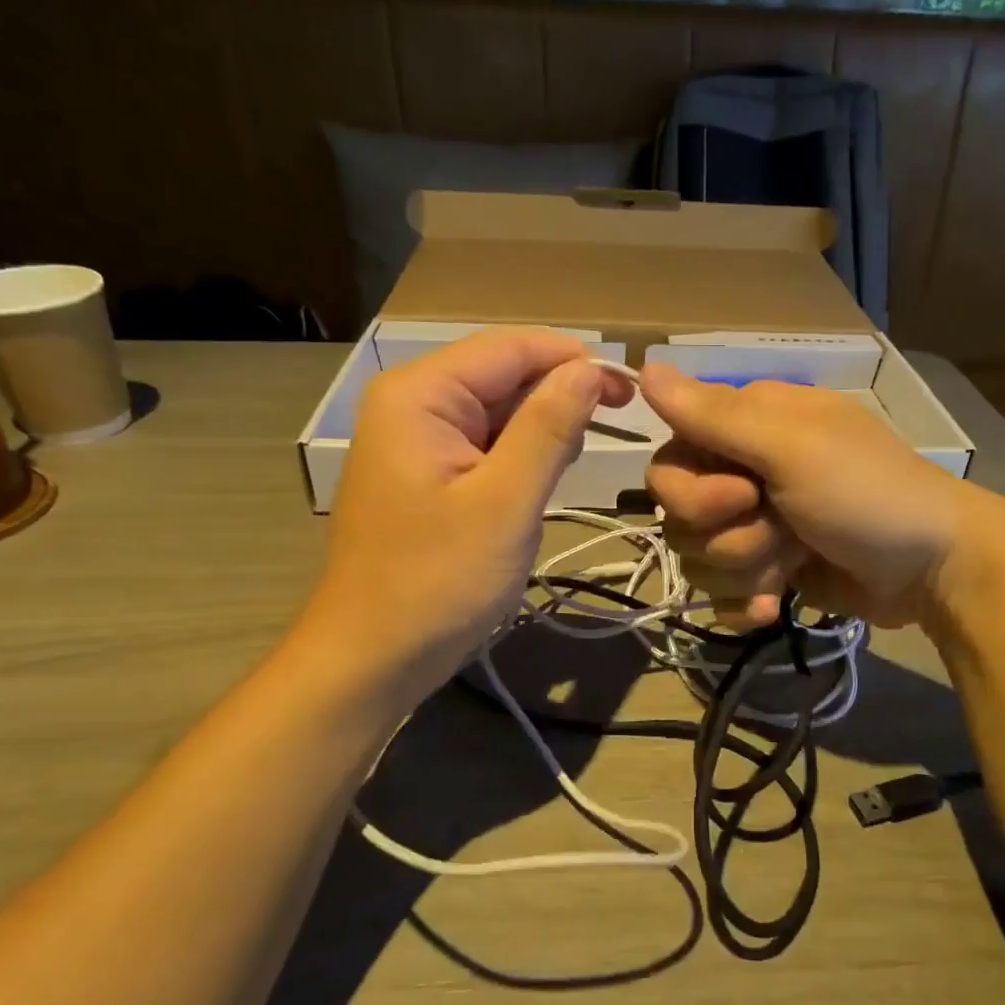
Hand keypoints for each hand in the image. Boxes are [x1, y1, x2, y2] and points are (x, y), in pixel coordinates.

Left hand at [304, 329, 628, 706]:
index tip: (631, 390)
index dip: (574, 359)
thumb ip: (548, 429)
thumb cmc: (437, 582)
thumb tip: (590, 369)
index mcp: (420, 395)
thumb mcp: (505, 502)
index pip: (510, 347)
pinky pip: (485, 445)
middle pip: (503, 374)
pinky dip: (520, 458)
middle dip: (559, 396)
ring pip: (498, 411)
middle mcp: (413, 403)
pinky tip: (537, 485)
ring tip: (566, 471)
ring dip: (542, 431)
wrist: (373, 657)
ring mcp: (416, 440)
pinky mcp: (427, 474)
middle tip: (616, 431)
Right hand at [641, 361, 992, 630]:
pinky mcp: (766, 571)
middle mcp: (742, 473)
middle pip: (678, 517)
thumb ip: (715, 415)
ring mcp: (754, 526)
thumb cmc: (867, 494)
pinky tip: (774, 605)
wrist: (932, 569)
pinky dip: (745, 603)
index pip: (669, 461)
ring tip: (792, 564)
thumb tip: (643, 365)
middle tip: (779, 533)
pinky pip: (720, 594)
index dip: (692, 491)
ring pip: (698, 559)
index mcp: (746, 429)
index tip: (745, 495)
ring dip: (745, 570)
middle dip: (727, 536)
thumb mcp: (792, 448)